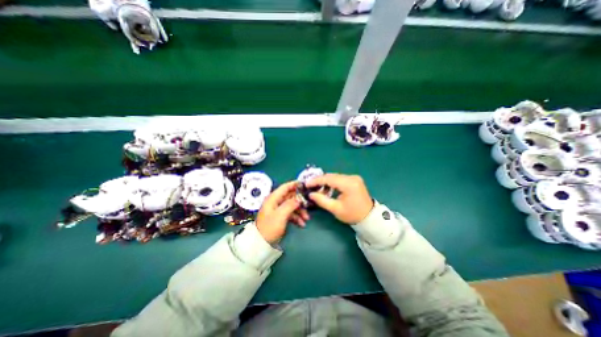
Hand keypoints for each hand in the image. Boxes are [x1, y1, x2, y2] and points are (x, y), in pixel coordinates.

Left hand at [254, 181, 309, 242]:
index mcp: (273, 198)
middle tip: (309, 204)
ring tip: (306, 218)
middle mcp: (276, 202)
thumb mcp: (280, 215)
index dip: (294, 184)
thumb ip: (290, 204)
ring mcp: (278, 210)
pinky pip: (291, 214)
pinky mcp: (280, 217)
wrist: (261, 243)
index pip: (285, 187)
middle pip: (290, 197)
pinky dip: (297, 217)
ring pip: (292, 206)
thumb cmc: (269, 227)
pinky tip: (302, 224)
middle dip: (300, 201)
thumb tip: (299, 198)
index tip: (305, 184)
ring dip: (300, 211)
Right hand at [307, 174, 373, 223]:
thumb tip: (311, 194)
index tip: (307, 184)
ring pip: (335, 177)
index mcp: (348, 184)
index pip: (329, 179)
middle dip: (320, 181)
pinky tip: (327, 189)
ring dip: (326, 182)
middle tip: (310, 187)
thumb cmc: (352, 215)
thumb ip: (322, 200)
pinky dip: (332, 183)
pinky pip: (340, 179)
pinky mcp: (354, 180)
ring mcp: (354, 178)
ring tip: (318, 190)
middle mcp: (352, 177)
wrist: (369, 217)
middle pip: (331, 176)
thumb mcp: (336, 209)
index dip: (316, 181)